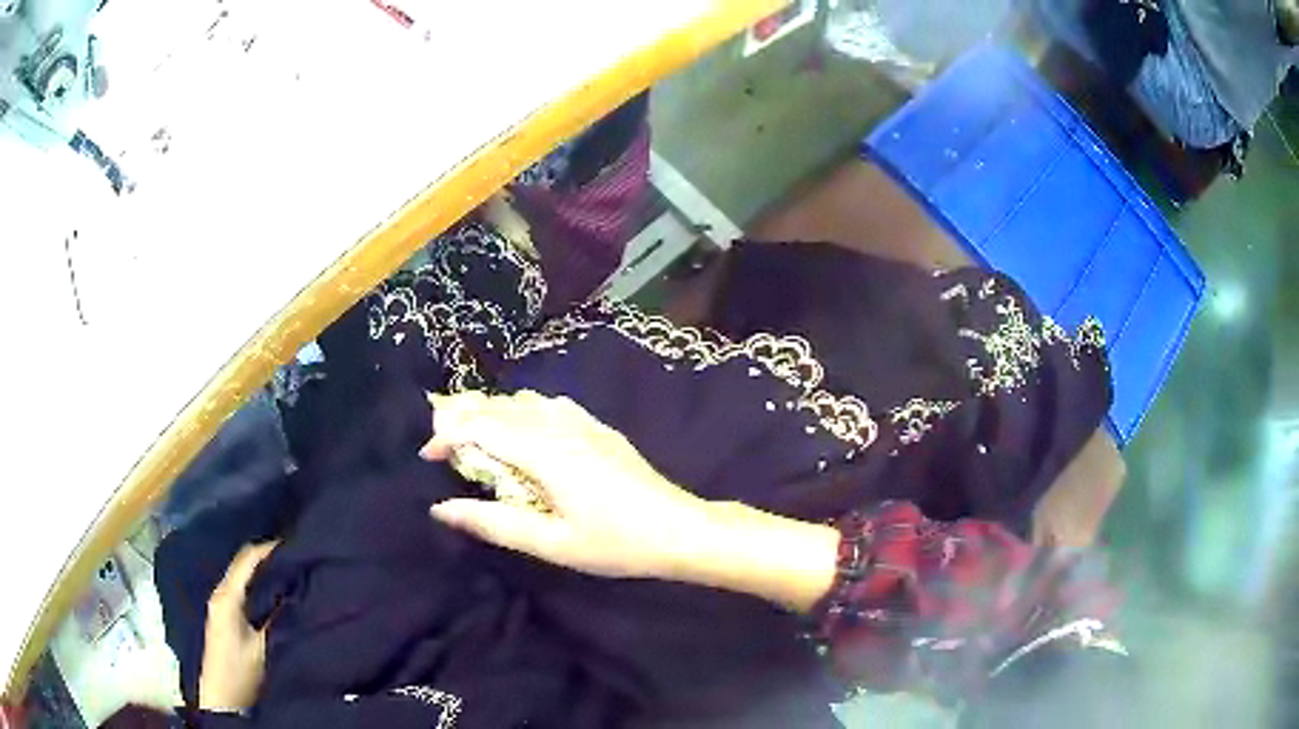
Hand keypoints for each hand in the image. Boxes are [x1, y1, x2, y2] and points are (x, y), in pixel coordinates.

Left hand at [199, 542, 277, 712]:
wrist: (222, 696)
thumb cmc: (240, 671)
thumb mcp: (263, 646)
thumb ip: (276, 618)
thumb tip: (293, 593)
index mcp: (227, 595)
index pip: (247, 559)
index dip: (269, 549)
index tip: (294, 544)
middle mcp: (220, 592)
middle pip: (242, 563)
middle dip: (266, 557)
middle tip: (294, 557)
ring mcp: (219, 603)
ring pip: (242, 576)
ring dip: (262, 571)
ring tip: (287, 572)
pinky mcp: (223, 615)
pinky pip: (241, 588)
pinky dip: (256, 584)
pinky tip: (272, 592)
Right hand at [421, 391, 712, 579]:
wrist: (679, 528)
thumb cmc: (615, 543)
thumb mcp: (551, 543)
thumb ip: (494, 523)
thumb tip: (441, 508)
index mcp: (543, 451)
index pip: (479, 425)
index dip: (446, 434)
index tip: (428, 457)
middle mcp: (558, 424)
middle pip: (496, 404)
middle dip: (461, 416)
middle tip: (442, 445)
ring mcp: (582, 421)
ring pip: (521, 400)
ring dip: (490, 412)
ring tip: (475, 440)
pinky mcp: (597, 426)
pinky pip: (548, 404)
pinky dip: (520, 411)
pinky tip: (522, 433)